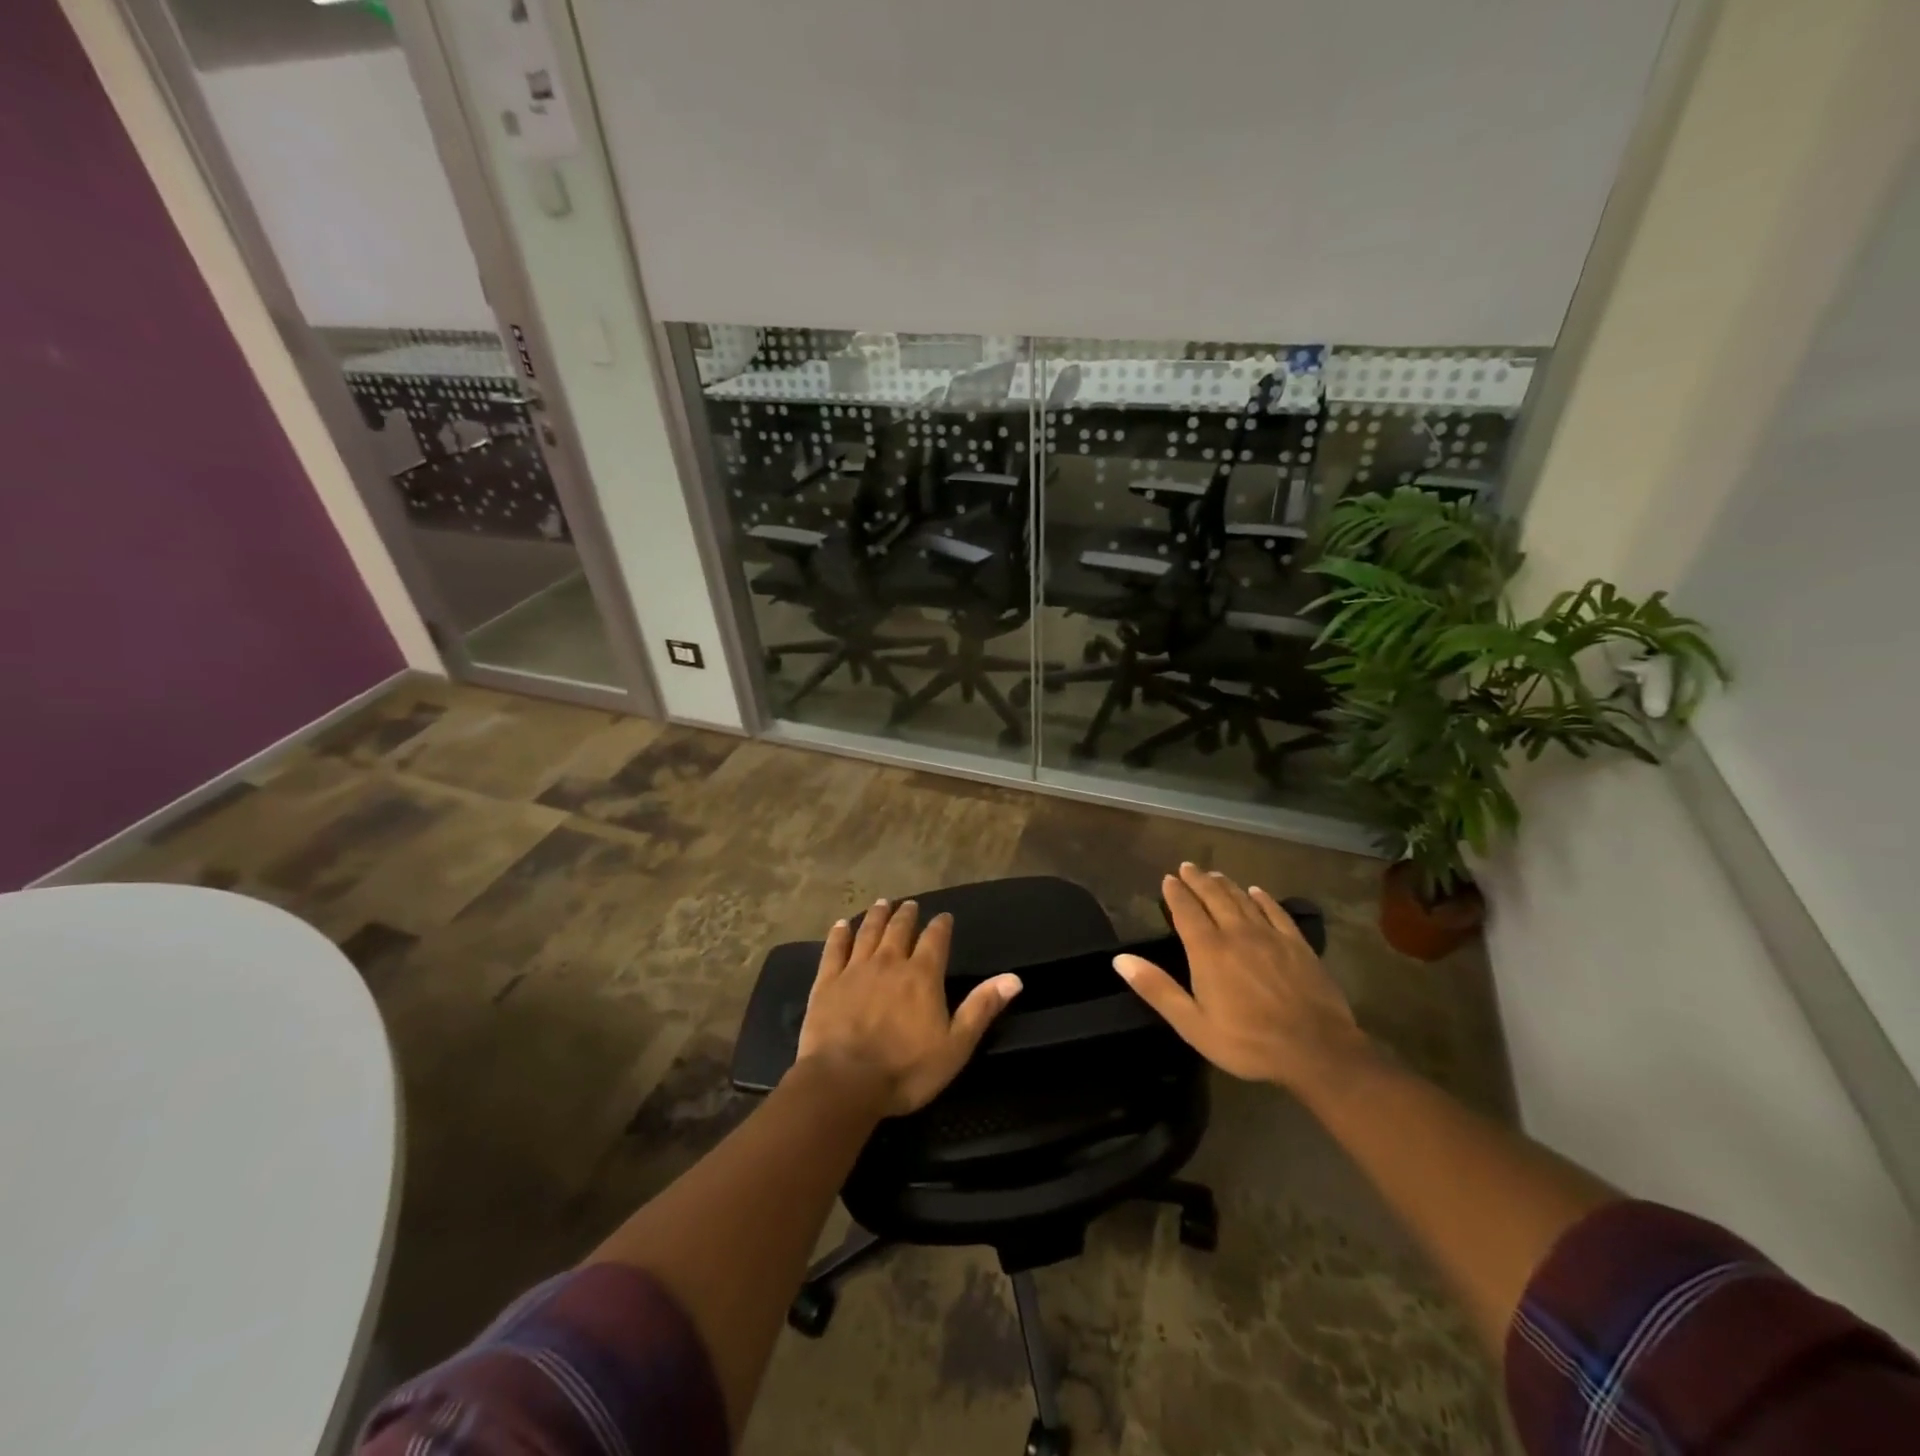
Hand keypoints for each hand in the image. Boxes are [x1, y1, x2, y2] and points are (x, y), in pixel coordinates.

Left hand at [795, 899, 1022, 1115]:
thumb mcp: (956, 1045)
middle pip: (900, 930)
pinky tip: (841, 925)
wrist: (844, 1082)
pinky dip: (840, 934)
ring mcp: (855, 970)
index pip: (936, 939)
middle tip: (909, 904)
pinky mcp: (827, 982)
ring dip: (877, 916)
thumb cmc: (906, 1069)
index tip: (944, 917)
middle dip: (907, 915)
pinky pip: (834, 950)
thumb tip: (1014, 978)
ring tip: (882, 903)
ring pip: (868, 932)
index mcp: (923, 975)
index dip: (941, 926)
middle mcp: (890, 962)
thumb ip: (982, 1008)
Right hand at [1114, 863, 1370, 1090]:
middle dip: (1198, 880)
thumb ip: (1157, 989)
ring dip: (1226, 884)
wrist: (1318, 1050)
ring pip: (1243, 900)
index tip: (1168, 878)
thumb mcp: (1193, 1025)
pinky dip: (1262, 898)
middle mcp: (1237, 933)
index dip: (1176, 893)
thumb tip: (1120, 960)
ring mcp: (1270, 936)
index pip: (1187, 911)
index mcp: (1208, 951)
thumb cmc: (1248, 1042)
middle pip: (1214, 897)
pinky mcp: (1297, 944)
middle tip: (1188, 866)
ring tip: (1214, 874)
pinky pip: (1275, 912)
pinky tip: (1256, 892)